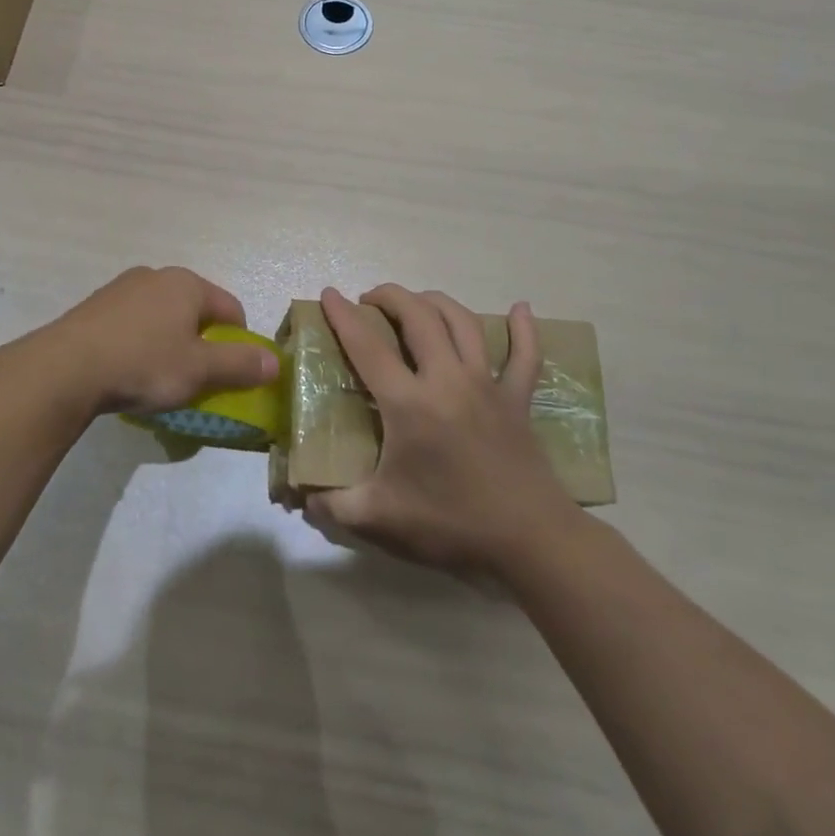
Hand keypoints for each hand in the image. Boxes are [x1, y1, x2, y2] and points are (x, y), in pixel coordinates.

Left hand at [41, 266, 278, 415]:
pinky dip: (139, 343)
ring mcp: (120, 288)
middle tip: (194, 377)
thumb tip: (275, 362)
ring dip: (169, 342)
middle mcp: (155, 276)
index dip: (239, 342)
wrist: (65, 369)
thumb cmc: (143, 364)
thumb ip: (240, 365)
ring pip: (162, 316)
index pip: (231, 308)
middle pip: (195, 310)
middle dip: (201, 341)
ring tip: (158, 376)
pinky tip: (127, 369)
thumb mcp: (199, 370)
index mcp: (187, 283)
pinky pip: (132, 324)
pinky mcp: (94, 307)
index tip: (230, 373)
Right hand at [305, 285, 580, 581]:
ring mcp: (487, 385)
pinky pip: (525, 355)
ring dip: (436, 302)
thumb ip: (334, 506)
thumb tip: (304, 499)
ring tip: (417, 301)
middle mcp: (447, 380)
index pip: (368, 347)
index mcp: (409, 403)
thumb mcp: (379, 519)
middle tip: (370, 300)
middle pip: (418, 317)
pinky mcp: (517, 400)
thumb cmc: (450, 524)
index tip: (328, 294)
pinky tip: (521, 308)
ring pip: (463, 323)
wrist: (529, 541)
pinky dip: (524, 329)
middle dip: (391, 297)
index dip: (343, 317)